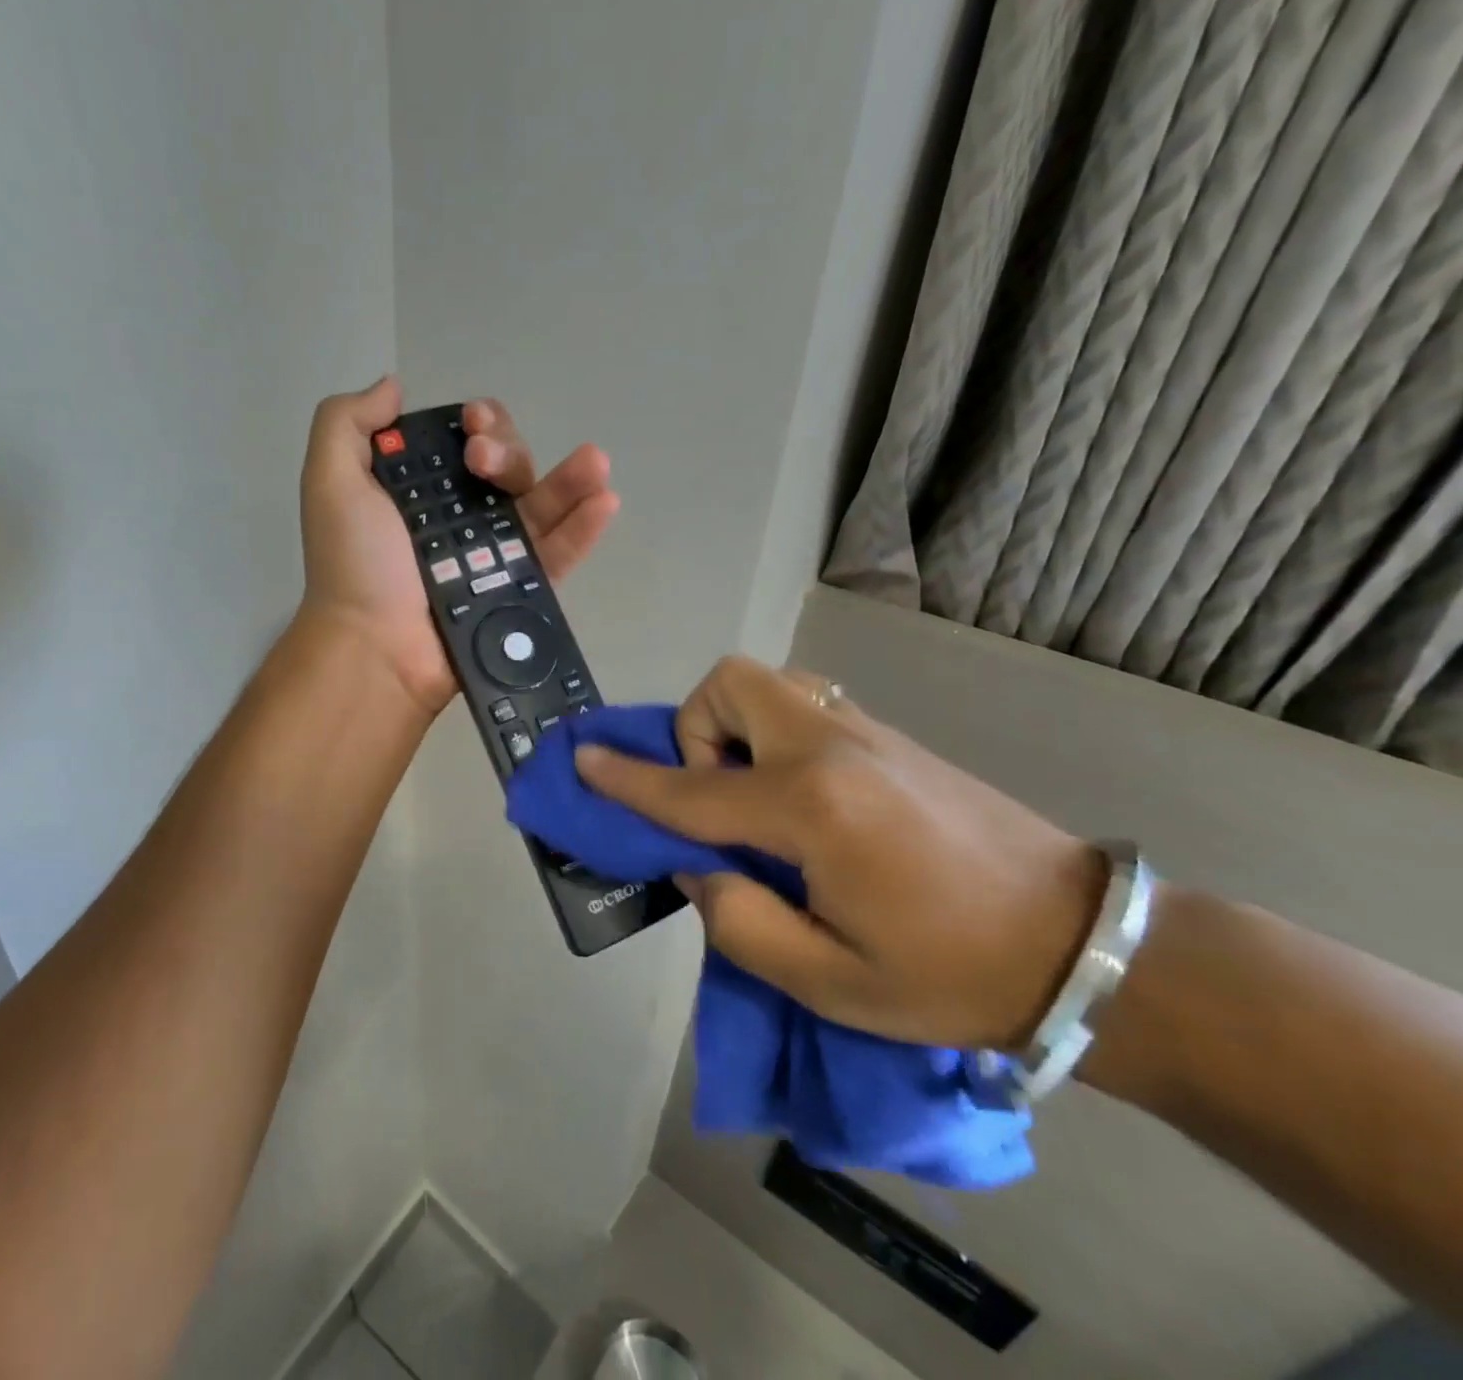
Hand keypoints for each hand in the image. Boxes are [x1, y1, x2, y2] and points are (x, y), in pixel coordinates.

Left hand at [299, 378, 620, 714]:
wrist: (375, 647)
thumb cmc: (354, 565)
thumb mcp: (330, 481)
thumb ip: (346, 423)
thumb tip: (394, 387)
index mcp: (421, 492)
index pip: (463, 444)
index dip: (477, 425)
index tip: (472, 423)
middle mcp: (460, 519)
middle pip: (506, 470)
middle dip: (507, 452)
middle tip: (485, 464)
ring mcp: (494, 557)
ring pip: (540, 507)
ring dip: (571, 479)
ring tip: (595, 463)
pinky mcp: (519, 591)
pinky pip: (557, 555)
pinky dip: (583, 529)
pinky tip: (605, 501)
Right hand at [575, 655, 1105, 1050]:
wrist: (1081, 944)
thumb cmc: (952, 973)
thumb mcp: (831, 982)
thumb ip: (740, 922)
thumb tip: (698, 866)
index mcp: (811, 808)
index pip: (692, 788)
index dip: (629, 779)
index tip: (584, 760)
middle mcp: (830, 748)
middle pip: (730, 686)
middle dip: (695, 731)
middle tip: (716, 798)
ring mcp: (864, 732)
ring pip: (767, 683)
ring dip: (734, 726)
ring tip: (754, 794)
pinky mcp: (888, 736)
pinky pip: (803, 703)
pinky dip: (771, 730)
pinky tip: (799, 793)